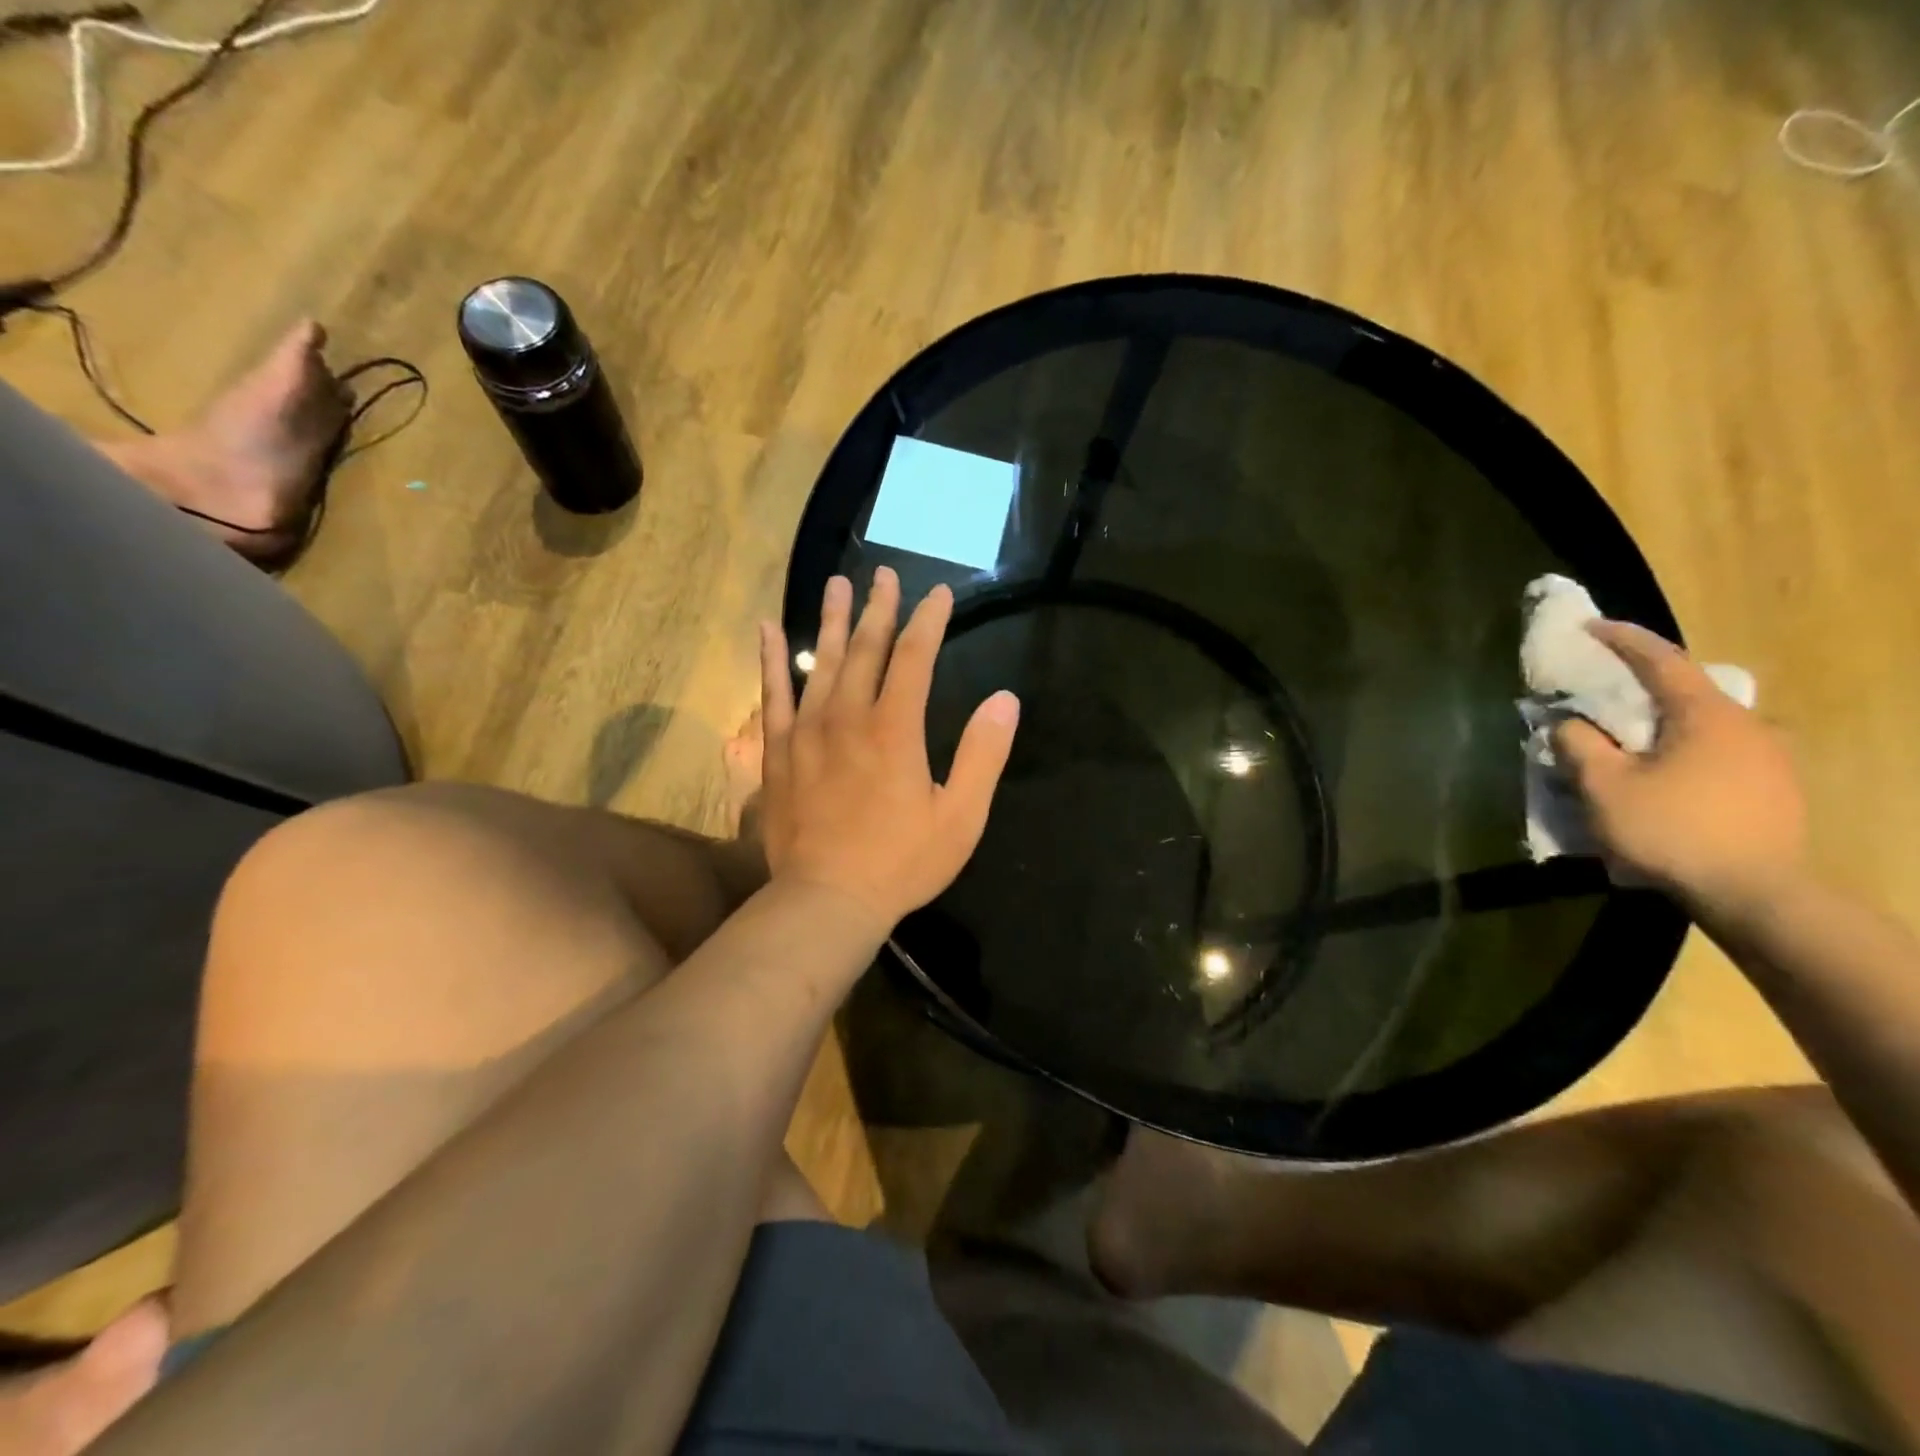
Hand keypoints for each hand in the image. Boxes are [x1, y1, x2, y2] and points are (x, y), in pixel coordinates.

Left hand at [757, 567, 1019, 932]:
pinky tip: (769, 630)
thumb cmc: (901, 862)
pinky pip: (773, 694)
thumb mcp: (961, 817)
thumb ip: (983, 754)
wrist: (827, 900)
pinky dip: (772, 659)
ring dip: (834, 621)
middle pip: (866, 649)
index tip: (940, 595)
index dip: (929, 622)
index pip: (914, 657)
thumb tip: (1005, 699)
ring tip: (838, 584)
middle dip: (880, 609)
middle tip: (885, 574)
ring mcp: (807, 731)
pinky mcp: (779, 751)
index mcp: (896, 729)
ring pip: (822, 662)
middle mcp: (849, 716)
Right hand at [1554, 621, 1805, 918]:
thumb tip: (1569, 723)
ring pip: (1700, 726)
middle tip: (1600, 693)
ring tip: (1622, 743)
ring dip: (1659, 726)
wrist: (1755, 895)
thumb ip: (1579, 744)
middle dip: (1639, 688)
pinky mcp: (1773, 789)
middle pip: (1684, 692)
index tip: (1589, 627)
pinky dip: (1679, 751)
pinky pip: (1715, 754)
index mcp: (1707, 715)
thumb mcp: (1603, 786)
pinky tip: (1658, 777)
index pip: (1661, 659)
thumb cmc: (1671, 830)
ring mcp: (1769, 758)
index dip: (1622, 639)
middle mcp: (1747, 725)